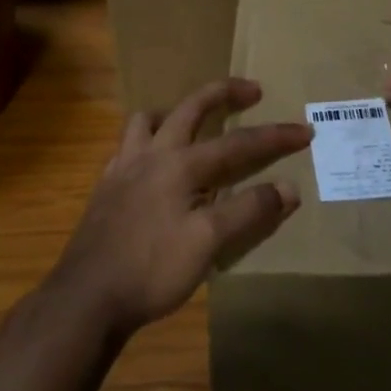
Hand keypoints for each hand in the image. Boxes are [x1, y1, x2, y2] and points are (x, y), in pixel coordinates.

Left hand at [50, 79, 311, 335]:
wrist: (85, 300)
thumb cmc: (151, 270)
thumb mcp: (208, 243)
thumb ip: (249, 211)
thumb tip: (289, 188)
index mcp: (180, 165)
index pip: (238, 144)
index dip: (274, 137)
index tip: (305, 131)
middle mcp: (151, 155)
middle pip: (190, 109)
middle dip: (223, 93)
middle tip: (252, 90)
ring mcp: (122, 169)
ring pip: (148, 121)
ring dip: (175, 112)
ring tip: (192, 121)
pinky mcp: (105, 189)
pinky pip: (128, 146)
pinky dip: (149, 141)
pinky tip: (155, 163)